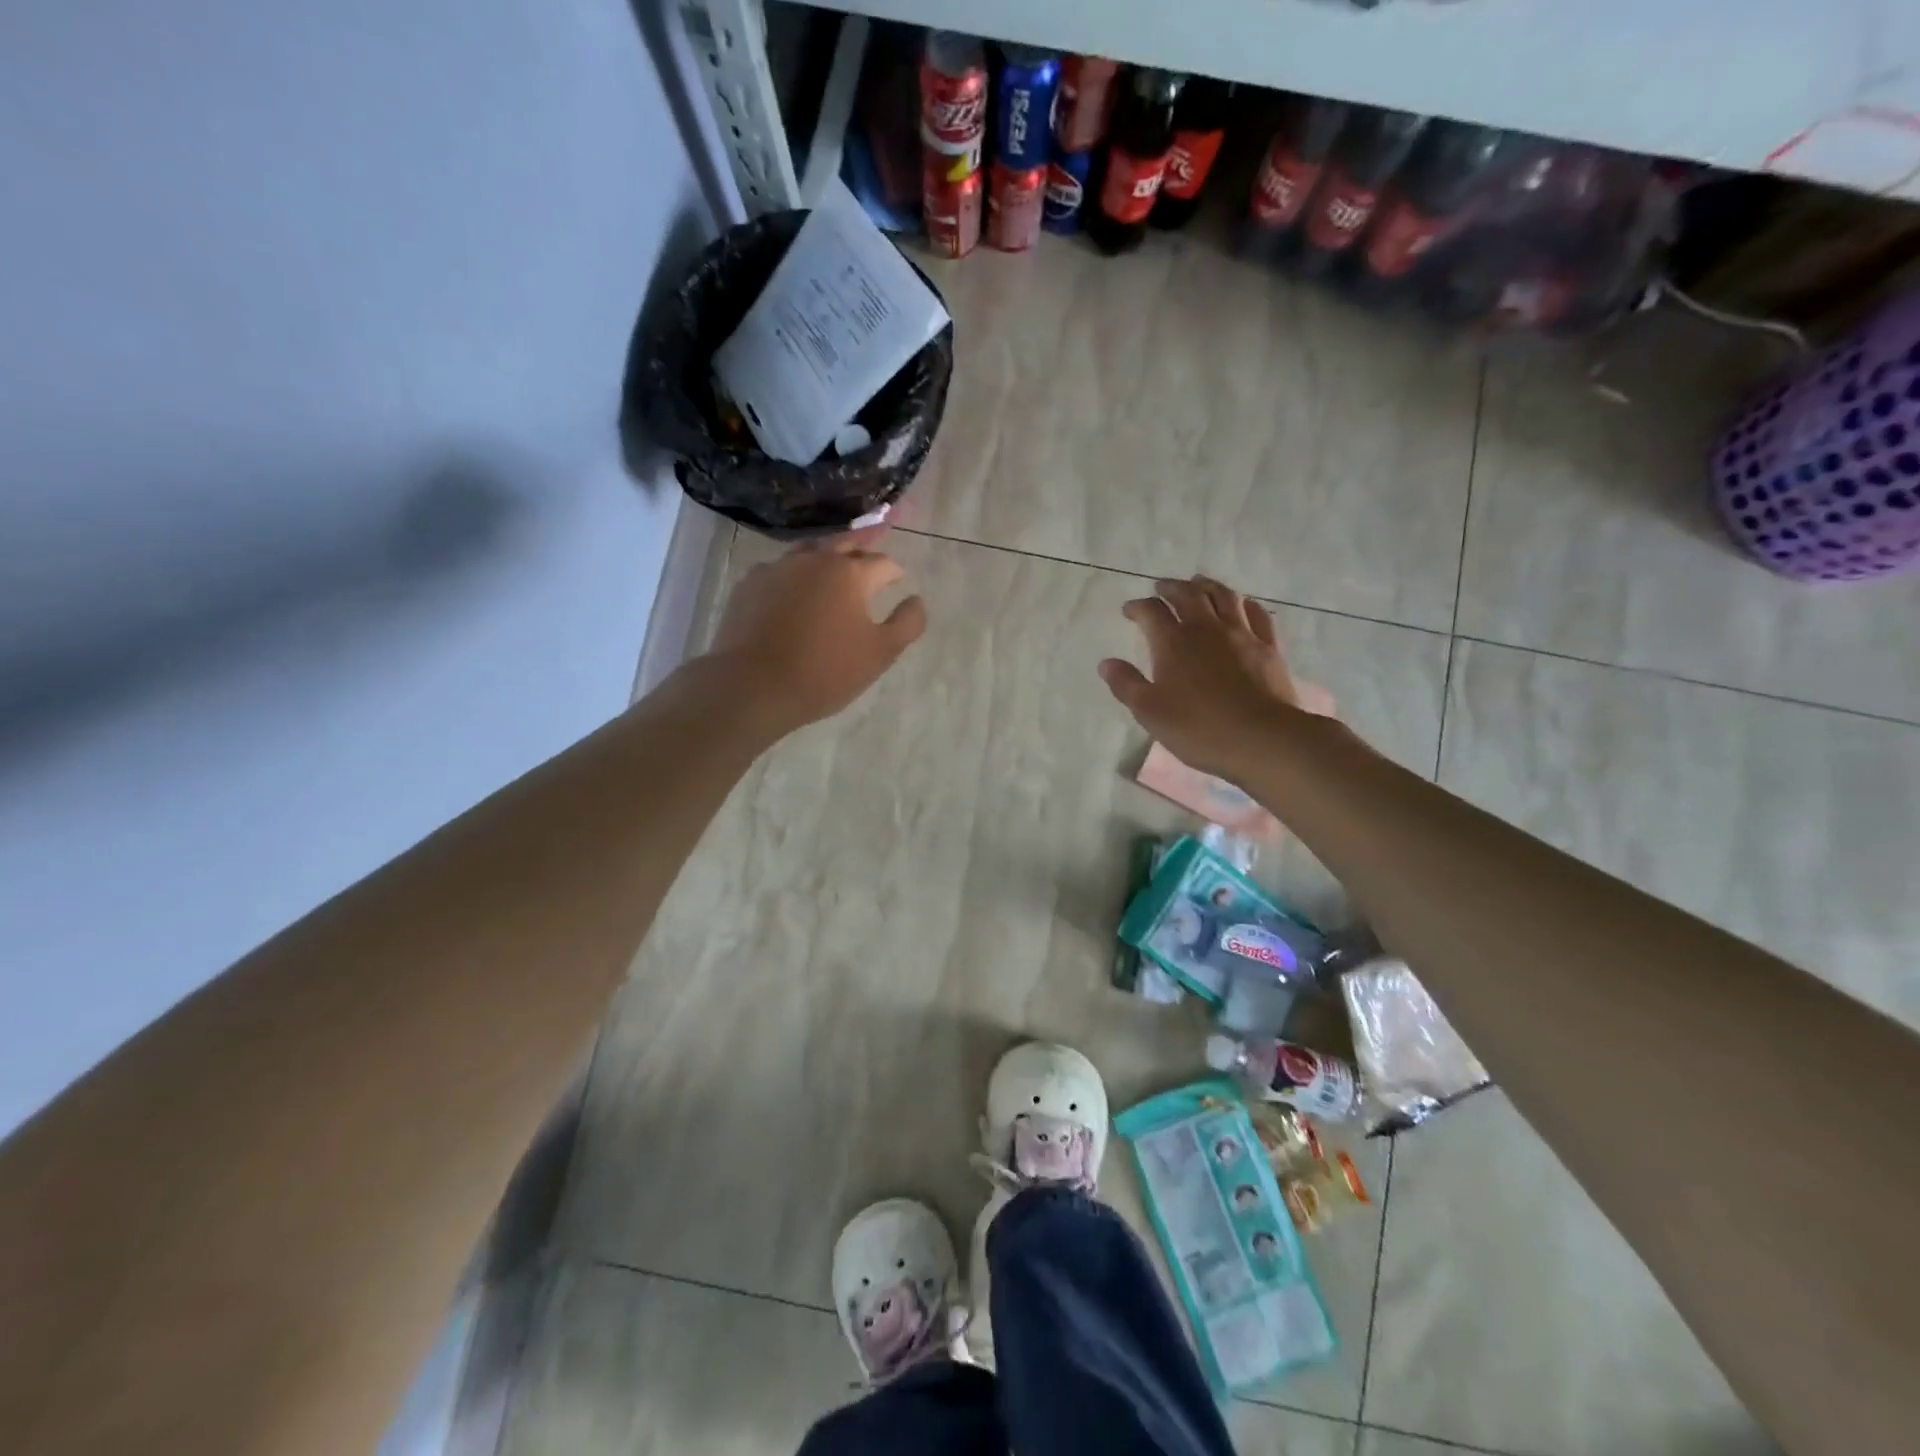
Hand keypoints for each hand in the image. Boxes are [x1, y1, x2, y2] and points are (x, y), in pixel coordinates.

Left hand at [706, 528, 926, 736]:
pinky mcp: (749, 585)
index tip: (899, 582)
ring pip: (809, 553)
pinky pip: (780, 572)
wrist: (752, 686)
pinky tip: (793, 593)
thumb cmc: (824, 671)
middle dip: (862, 548)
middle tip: (871, 555)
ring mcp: (777, 568)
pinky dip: (794, 577)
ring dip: (825, 558)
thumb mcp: (880, 654)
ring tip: (832, 570)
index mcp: (850, 573)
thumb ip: (907, 623)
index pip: (882, 563)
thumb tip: (916, 599)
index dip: (895, 572)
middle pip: (844, 545)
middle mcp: (814, 559)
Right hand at [1099, 576, 1304, 779]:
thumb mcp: (1149, 712)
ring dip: (1206, 586)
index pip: (1151, 612)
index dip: (1137, 607)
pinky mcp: (1268, 646)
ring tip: (1198, 584)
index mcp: (1173, 642)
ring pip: (1223, 595)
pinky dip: (1243, 603)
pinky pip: (1256, 613)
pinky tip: (1241, 605)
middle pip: (1187, 594)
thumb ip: (1126, 684)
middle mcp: (1206, 627)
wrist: (1261, 738)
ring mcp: (1241, 633)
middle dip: (1171, 588)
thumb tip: (1107, 663)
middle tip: (1161, 588)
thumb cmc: (1197, 728)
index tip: (1129, 611)